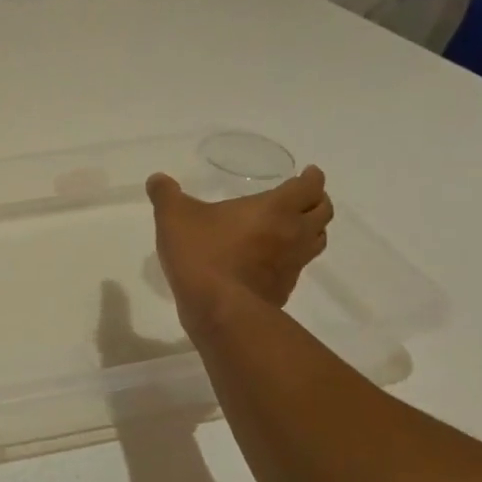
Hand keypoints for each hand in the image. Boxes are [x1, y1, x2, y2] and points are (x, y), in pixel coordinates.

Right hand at [148, 166, 333, 326]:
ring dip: (312, 229)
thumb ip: (166, 194)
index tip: (308, 173)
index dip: (312, 177)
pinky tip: (271, 260)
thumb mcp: (173, 216)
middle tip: (304, 197)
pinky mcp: (284, 289)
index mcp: (275, 208)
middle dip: (317, 201)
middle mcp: (293, 233)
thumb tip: (157, 179)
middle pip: (324, 212)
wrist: (218, 308)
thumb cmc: (202, 252)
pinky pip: (298, 267)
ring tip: (294, 226)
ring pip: (317, 241)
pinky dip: (292, 258)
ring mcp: (293, 264)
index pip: (310, 186)